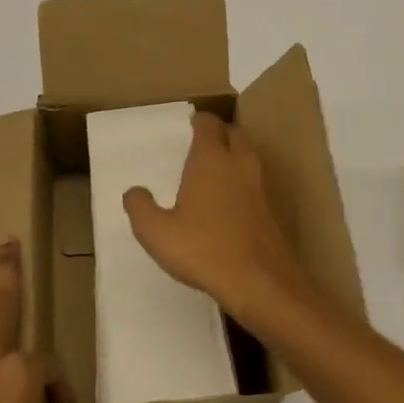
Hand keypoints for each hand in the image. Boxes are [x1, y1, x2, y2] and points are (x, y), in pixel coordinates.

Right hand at [122, 112, 304, 320]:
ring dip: (233, 155)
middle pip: (233, 133)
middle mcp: (238, 164)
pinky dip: (241, 181)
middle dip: (219, 133)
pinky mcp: (270, 210)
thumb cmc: (204, 249)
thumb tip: (133, 191)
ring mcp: (258, 186)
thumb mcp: (157, 232)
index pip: (208, 124)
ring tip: (212, 170)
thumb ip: (140, 208)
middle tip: (200, 143)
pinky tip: (227, 202)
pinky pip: (253, 182)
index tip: (187, 125)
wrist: (260, 282)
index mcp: (210, 159)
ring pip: (247, 156)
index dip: (198, 120)